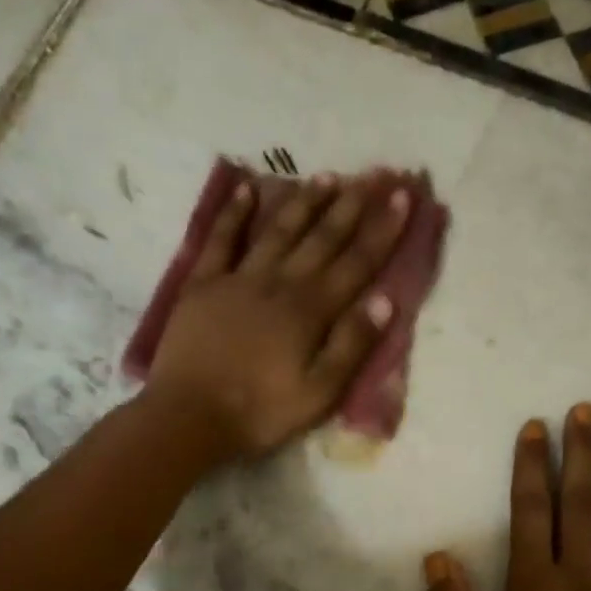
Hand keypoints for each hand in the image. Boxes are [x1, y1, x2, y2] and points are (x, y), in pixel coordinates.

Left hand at [146, 172, 410, 461]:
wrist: (188, 417)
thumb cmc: (260, 412)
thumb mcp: (319, 393)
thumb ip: (351, 345)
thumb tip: (385, 300)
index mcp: (311, 311)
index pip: (357, 262)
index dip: (382, 229)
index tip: (401, 196)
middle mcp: (279, 283)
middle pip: (321, 238)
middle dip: (351, 205)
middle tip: (372, 174)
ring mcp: (238, 279)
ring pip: (278, 230)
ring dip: (304, 202)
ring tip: (326, 176)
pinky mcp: (203, 284)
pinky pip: (221, 239)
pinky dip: (234, 213)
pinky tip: (246, 189)